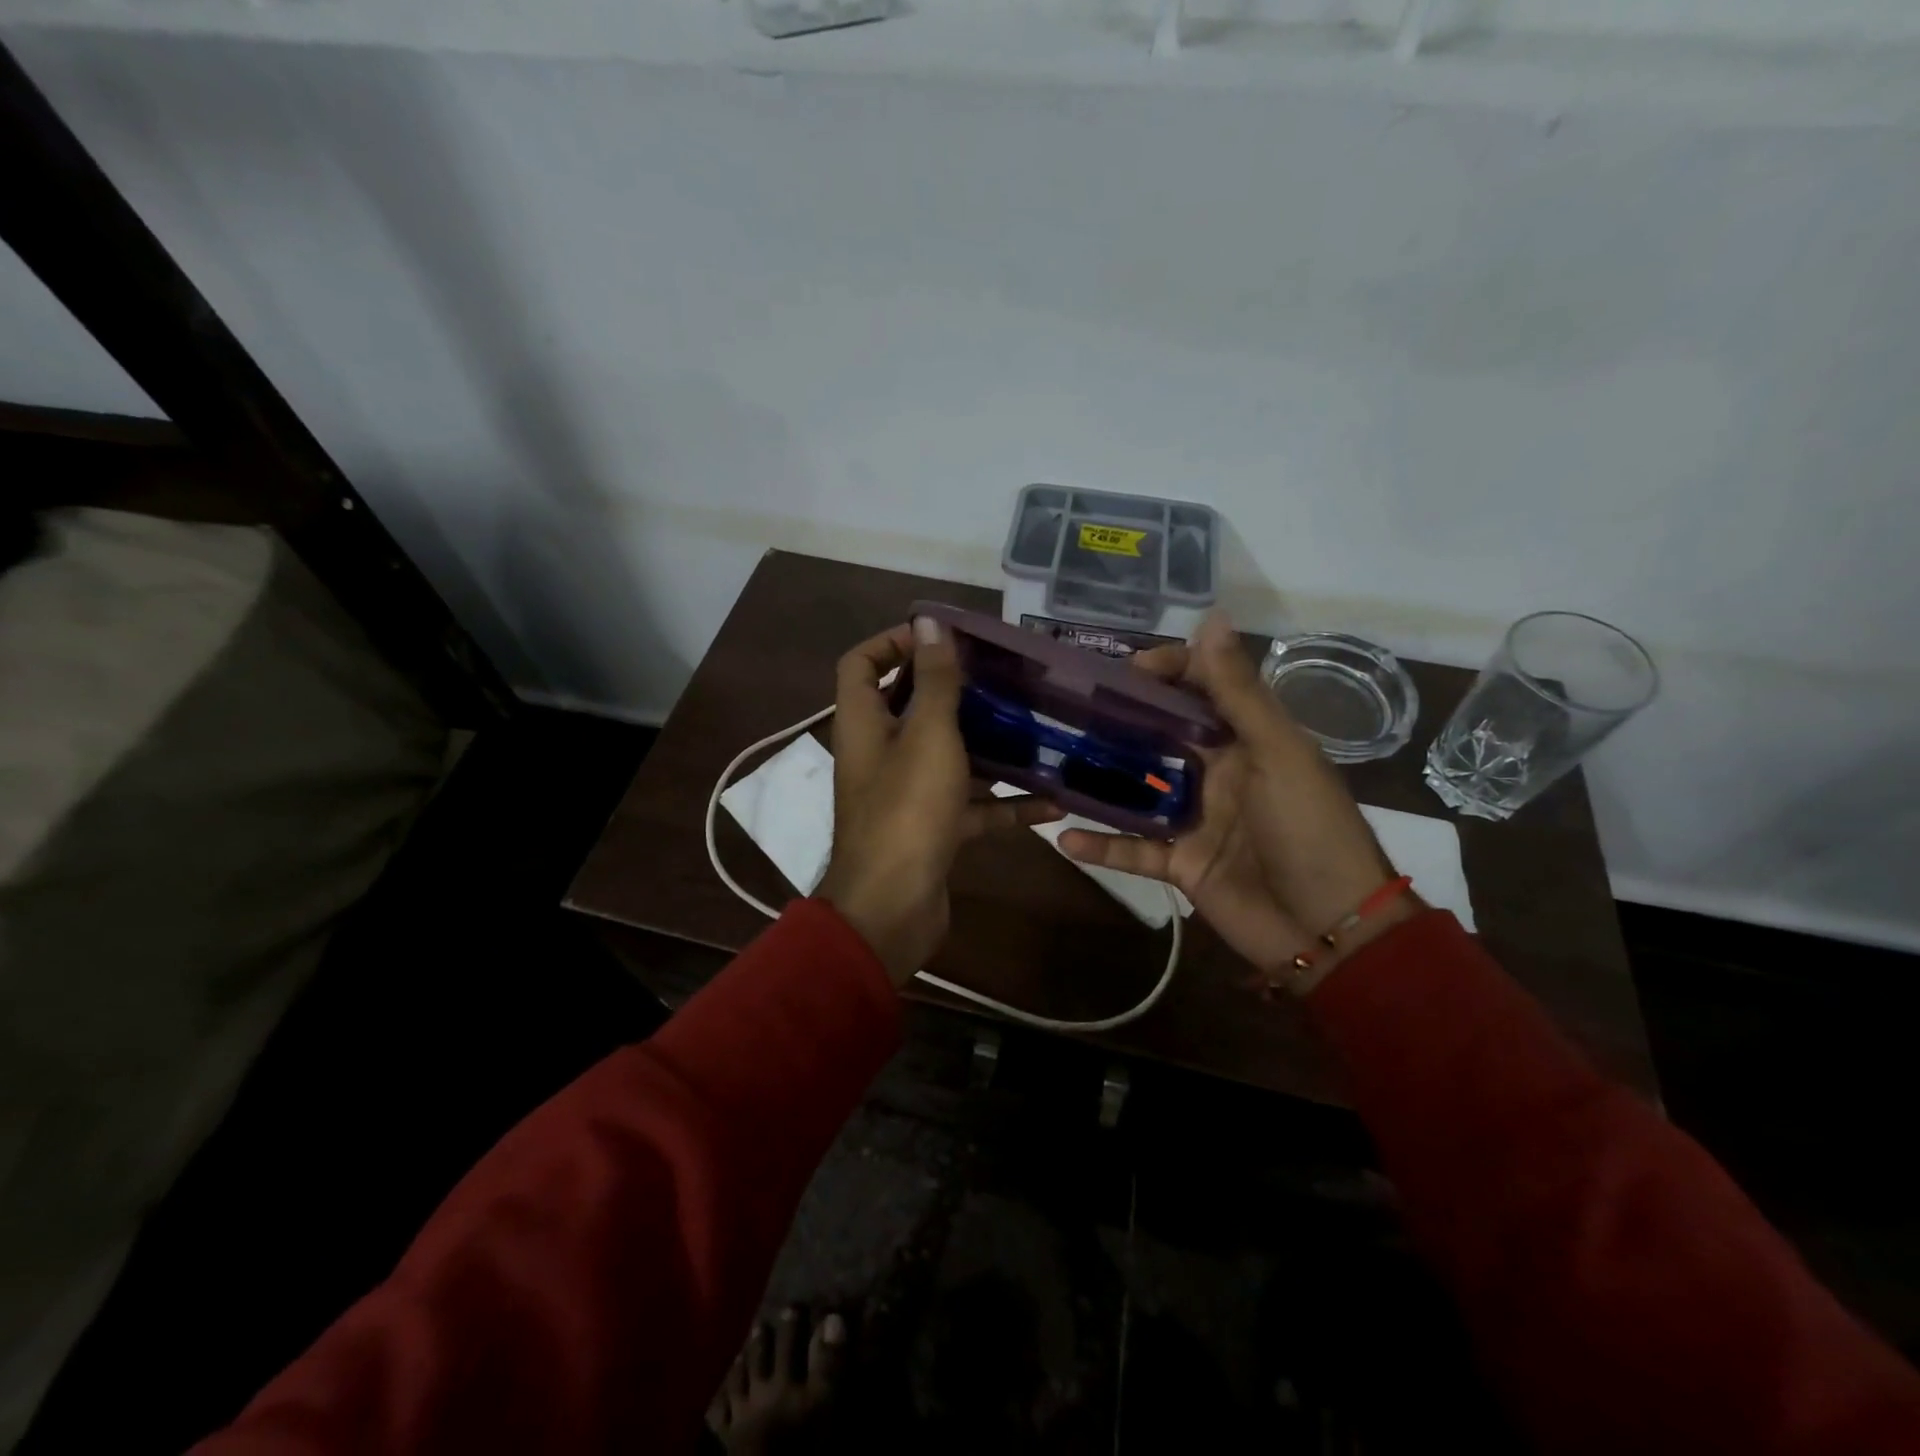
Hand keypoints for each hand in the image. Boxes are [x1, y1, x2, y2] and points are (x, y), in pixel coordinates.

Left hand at [818, 617, 1062, 985]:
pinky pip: (971, 806)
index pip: (861, 662)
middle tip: (1002, 675)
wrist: (892, 909)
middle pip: (911, 706)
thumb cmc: (907, 812)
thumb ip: (934, 680)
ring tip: (1035, 727)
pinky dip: (1005, 802)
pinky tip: (1052, 800)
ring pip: (948, 756)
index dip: (893, 641)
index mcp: (865, 724)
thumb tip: (929, 620)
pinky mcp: (932, 829)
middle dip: (955, 689)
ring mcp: (906, 795)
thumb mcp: (928, 736)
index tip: (942, 636)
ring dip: (988, 744)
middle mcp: (880, 754)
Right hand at [1059, 614, 1418, 994]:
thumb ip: (1239, 693)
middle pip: (1161, 735)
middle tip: (1069, 705)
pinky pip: (1133, 850)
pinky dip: (1102, 845)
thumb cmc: (1310, 831)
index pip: (1202, 689)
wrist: (1329, 930)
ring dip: (1101, 779)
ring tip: (1053, 760)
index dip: (1168, 670)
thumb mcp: (1278, 754)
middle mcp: (1217, 772)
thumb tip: (1210, 619)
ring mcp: (1195, 819)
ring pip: (1138, 790)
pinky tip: (1063, 836)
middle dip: (1120, 718)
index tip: (1125, 669)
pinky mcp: (1180, 863)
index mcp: (1247, 740)